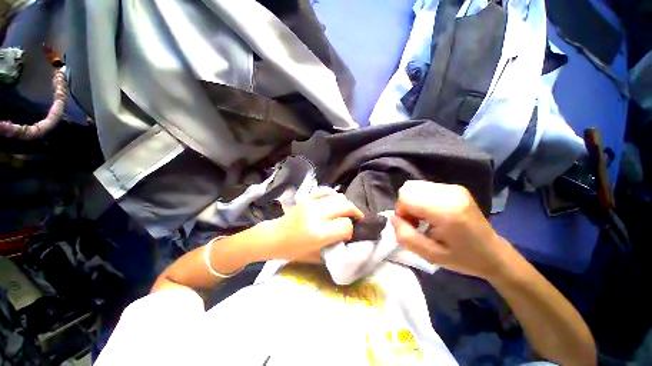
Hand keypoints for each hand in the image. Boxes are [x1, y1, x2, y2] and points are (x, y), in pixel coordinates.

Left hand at [265, 188, 364, 261]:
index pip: (346, 225)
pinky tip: (335, 202)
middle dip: (355, 213)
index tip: (349, 235)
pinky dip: (334, 195)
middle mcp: (316, 215)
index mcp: (318, 233)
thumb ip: (333, 247)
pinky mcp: (307, 198)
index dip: (351, 230)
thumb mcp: (314, 256)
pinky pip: (326, 191)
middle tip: (357, 219)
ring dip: (347, 204)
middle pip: (346, 206)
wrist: (272, 237)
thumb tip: (347, 238)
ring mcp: (311, 204)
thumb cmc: (291, 251)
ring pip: (339, 197)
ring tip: (347, 212)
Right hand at [391, 180, 513, 280]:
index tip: (410, 226)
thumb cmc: (463, 258)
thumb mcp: (430, 255)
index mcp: (447, 211)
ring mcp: (453, 188)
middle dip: (405, 205)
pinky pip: (425, 188)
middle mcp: (450, 193)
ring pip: (415, 186)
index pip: (406, 196)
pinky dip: (420, 199)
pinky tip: (430, 213)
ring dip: (412, 201)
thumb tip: (394, 218)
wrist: (494, 253)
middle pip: (409, 188)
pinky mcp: (455, 188)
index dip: (401, 211)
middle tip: (415, 222)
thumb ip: (406, 236)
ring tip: (423, 218)